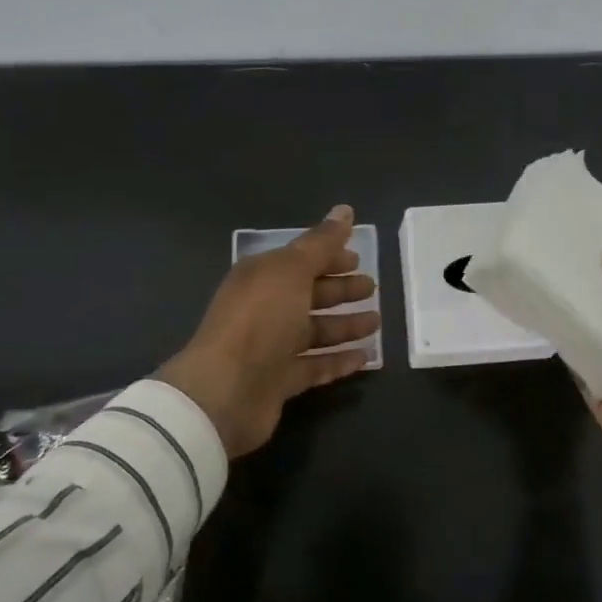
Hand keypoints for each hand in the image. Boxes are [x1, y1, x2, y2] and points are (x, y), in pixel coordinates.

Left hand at [156, 205, 378, 457]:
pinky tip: (365, 358)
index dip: (330, 257)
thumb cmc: (260, 320)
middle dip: (341, 290)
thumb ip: (321, 243)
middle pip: (309, 294)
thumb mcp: (292, 271)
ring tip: (377, 322)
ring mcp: (271, 347)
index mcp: (262, 277)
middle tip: (373, 288)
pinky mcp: (279, 381)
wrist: (225, 391)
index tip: (360, 259)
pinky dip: (338, 361)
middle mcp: (264, 309)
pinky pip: (315, 366)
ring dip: (345, 325)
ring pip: (315, 331)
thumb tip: (345, 210)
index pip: (301, 260)